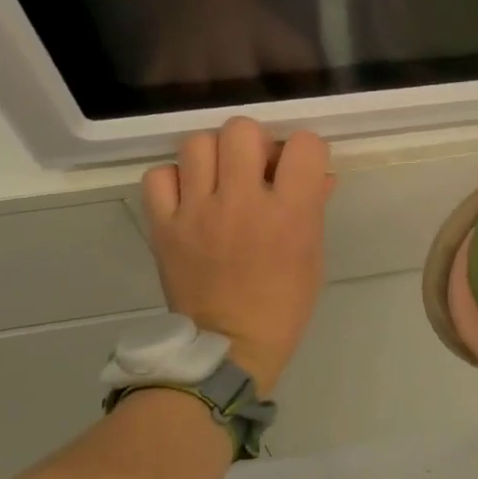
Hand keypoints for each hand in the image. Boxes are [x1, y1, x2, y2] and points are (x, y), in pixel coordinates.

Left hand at [141, 118, 332, 396]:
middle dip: (254, 142)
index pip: (304, 145)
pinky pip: (159, 176)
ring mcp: (198, 212)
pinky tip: (187, 197)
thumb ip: (314, 207)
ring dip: (213, 155)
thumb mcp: (312, 256)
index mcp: (290, 213)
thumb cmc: (283, 305)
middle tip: (253, 168)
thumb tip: (318, 174)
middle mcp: (242, 202)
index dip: (305, 150)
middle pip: (242, 129)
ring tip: (217, 179)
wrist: (228, 348)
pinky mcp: (164, 226)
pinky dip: (174, 179)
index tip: (298, 167)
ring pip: (197, 143)